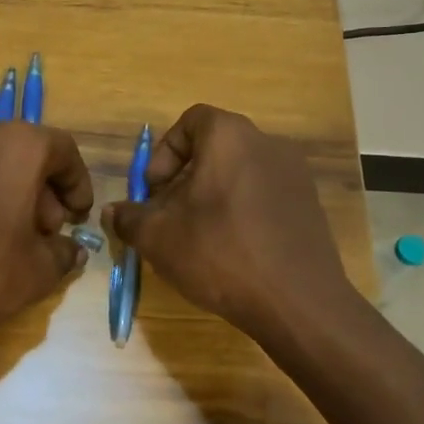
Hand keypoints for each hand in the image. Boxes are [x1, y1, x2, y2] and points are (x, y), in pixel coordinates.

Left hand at [0, 117, 93, 346]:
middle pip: (22, 152)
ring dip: (2, 188)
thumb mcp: (36, 272)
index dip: (77, 184)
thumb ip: (63, 254)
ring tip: (0, 233)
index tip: (77, 216)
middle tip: (40, 233)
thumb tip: (70, 250)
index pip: (63, 151)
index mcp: (17, 145)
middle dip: (39, 191)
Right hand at [107, 105, 355, 348]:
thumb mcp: (158, 237)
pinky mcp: (310, 206)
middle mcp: (268, 143)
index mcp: (230, 137)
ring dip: (212, 198)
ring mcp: (295, 175)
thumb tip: (113, 213)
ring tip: (198, 238)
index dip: (165, 153)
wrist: (297, 301)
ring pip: (239, 174)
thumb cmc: (220, 252)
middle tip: (169, 218)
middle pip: (215, 150)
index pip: (190, 121)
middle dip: (184, 180)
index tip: (154, 191)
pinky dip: (242, 213)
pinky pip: (264, 197)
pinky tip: (232, 251)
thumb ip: (129, 218)